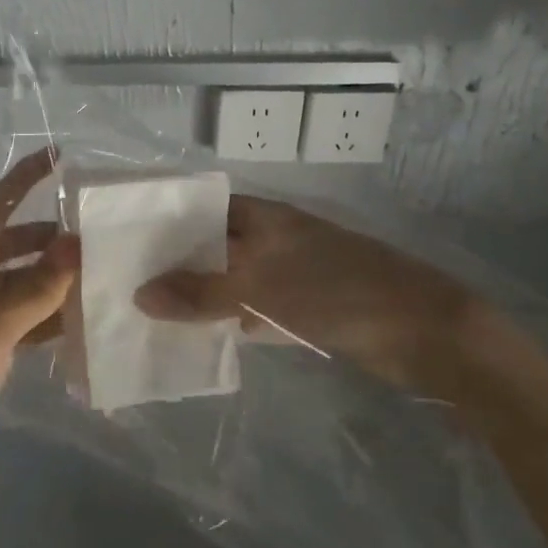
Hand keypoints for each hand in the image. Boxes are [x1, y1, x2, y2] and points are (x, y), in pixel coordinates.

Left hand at [0, 150, 73, 509]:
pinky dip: (50, 323)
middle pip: (13, 247)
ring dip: (55, 280)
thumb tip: (76, 243)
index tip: (56, 156)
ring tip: (100, 278)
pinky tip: (81, 329)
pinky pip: (25, 327)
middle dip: (49, 235)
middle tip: (97, 234)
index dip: (21, 179)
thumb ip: (32, 291)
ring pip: (23, 288)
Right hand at [134, 195, 476, 389]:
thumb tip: (139, 293)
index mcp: (264, 217)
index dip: (167, 222)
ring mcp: (291, 272)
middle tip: (128, 285)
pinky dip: (230, 319)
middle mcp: (273, 238)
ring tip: (151, 314)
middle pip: (215, 246)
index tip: (127, 242)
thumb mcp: (259, 288)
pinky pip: (255, 307)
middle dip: (177, 264)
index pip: (203, 209)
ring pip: (233, 279)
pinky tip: (203, 338)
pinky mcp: (305, 306)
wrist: (421, 330)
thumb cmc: (335, 293)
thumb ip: (199, 292)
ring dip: (201, 295)